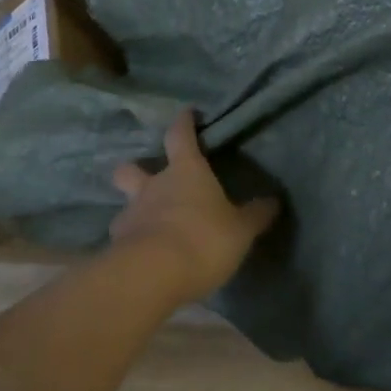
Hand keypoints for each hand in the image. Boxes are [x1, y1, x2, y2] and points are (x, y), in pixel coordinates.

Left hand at [109, 113, 280, 303]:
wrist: (151, 276)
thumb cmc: (202, 239)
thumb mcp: (240, 230)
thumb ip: (255, 215)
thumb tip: (273, 201)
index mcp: (185, 172)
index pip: (180, 135)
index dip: (184, 123)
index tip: (187, 114)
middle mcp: (153, 186)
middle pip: (132, 168)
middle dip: (136, 169)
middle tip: (147, 177)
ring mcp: (131, 216)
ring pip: (126, 204)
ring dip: (135, 211)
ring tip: (149, 226)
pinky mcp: (116, 247)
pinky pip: (124, 238)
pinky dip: (132, 243)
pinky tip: (144, 256)